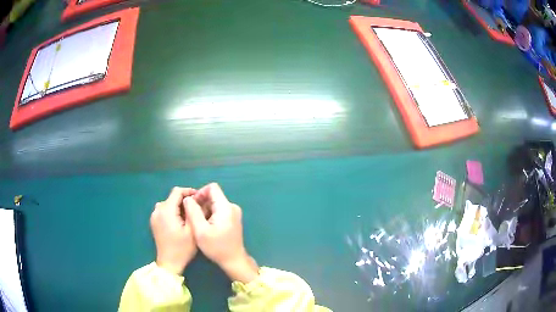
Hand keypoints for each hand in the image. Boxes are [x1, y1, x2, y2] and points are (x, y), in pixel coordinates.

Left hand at [151, 187, 196, 274]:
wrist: (169, 263)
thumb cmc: (182, 248)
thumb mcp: (192, 230)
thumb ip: (192, 212)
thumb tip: (195, 200)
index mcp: (166, 210)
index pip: (177, 192)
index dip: (189, 191)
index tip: (199, 197)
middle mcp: (158, 210)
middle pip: (172, 197)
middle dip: (184, 200)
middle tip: (196, 208)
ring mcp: (154, 216)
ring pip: (168, 204)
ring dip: (178, 206)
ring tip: (188, 215)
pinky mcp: (154, 222)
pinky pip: (163, 211)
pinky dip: (172, 212)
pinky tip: (179, 221)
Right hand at [184, 183, 258, 282]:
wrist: (234, 261)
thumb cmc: (217, 247)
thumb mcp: (200, 230)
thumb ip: (193, 212)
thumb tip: (188, 199)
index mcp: (226, 207)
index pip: (212, 188)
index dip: (200, 193)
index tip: (192, 204)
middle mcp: (232, 207)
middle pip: (213, 195)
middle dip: (201, 202)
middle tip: (192, 215)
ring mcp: (234, 213)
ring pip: (215, 203)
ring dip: (204, 209)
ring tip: (197, 222)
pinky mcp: (233, 219)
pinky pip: (219, 210)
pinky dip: (210, 214)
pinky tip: (205, 226)